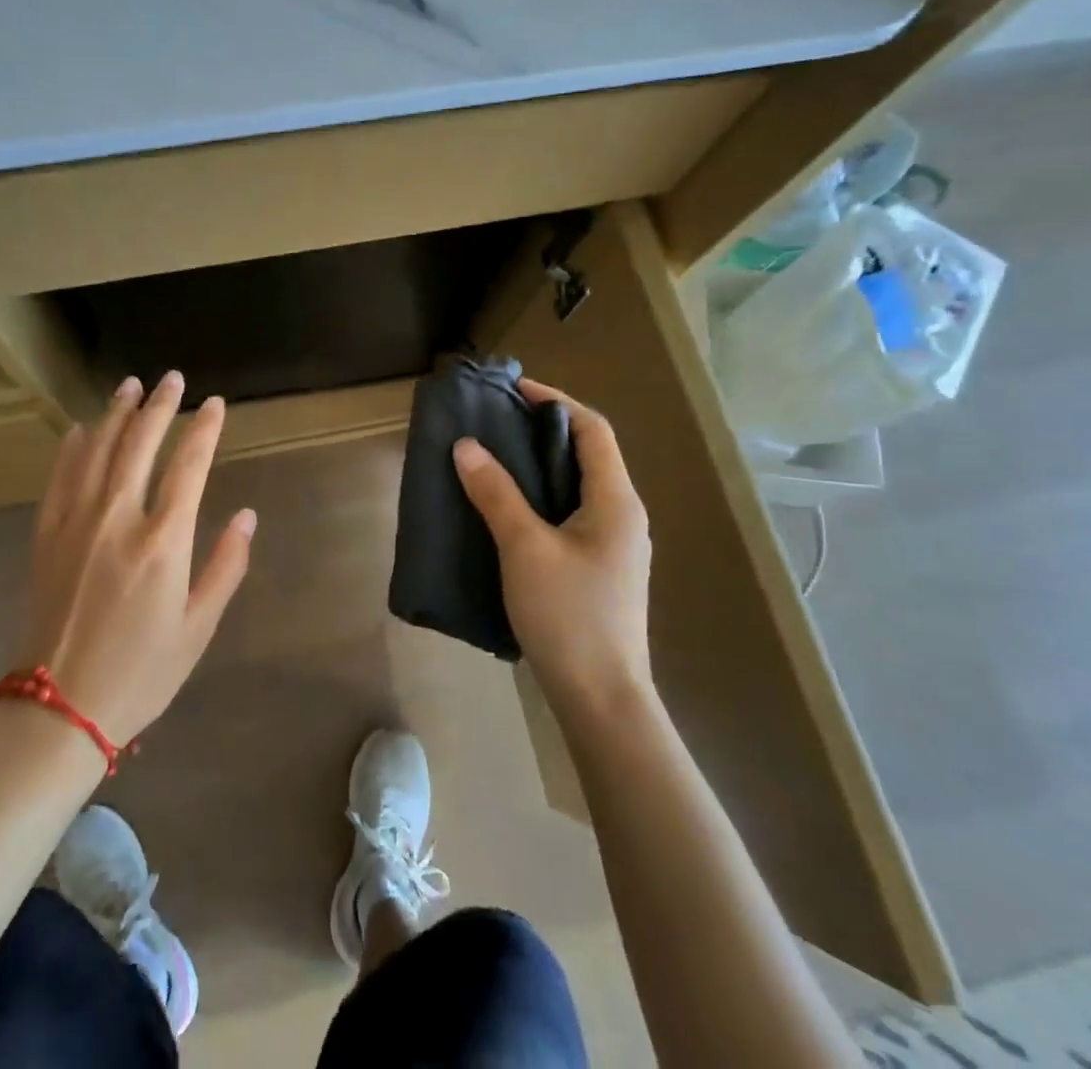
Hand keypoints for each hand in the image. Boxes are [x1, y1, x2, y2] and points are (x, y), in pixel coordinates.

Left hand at [16, 372, 255, 745]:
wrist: (59, 708)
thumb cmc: (141, 672)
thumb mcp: (198, 627)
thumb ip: (226, 566)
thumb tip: (248, 515)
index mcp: (163, 542)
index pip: (189, 466)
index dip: (204, 429)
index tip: (215, 404)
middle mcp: (118, 519)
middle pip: (140, 444)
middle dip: (159, 406)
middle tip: (172, 379)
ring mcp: (76, 523)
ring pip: (98, 451)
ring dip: (116, 414)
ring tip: (129, 385)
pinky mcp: (47, 535)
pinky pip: (60, 478)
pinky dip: (72, 447)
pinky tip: (81, 428)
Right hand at [452, 377, 651, 706]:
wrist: (601, 698)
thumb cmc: (568, 615)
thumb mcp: (524, 547)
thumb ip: (496, 493)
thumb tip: (466, 446)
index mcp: (616, 500)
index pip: (592, 429)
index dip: (555, 402)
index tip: (512, 391)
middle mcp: (623, 515)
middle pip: (586, 454)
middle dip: (541, 432)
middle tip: (494, 424)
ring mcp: (614, 545)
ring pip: (577, 487)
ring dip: (539, 467)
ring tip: (493, 460)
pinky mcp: (600, 569)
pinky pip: (570, 514)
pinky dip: (540, 498)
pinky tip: (507, 511)